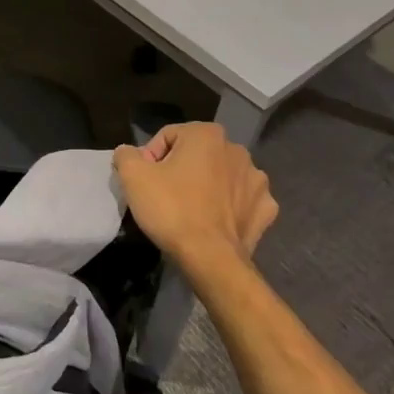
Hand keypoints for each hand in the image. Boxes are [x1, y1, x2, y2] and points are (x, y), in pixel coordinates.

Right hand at [113, 122, 277, 273]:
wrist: (210, 259)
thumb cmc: (171, 209)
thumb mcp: (132, 176)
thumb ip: (126, 154)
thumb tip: (130, 153)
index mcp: (207, 134)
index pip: (168, 137)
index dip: (151, 158)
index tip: (145, 182)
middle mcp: (237, 150)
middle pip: (196, 155)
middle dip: (180, 170)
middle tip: (164, 195)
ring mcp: (257, 181)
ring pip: (221, 176)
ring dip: (207, 186)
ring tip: (190, 210)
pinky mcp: (267, 209)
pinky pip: (242, 201)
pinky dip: (229, 207)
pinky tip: (215, 222)